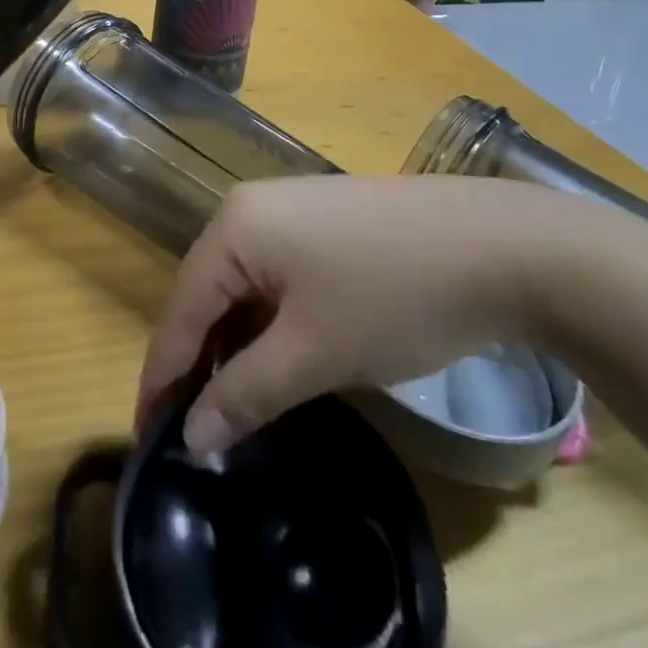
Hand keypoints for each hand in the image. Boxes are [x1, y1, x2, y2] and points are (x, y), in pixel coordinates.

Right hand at [136, 176, 571, 455]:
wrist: (498, 245)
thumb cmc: (392, 296)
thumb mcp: (314, 354)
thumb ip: (245, 394)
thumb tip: (191, 436)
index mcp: (234, 227)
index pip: (181, 310)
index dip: (163, 378)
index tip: (148, 441)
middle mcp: (251, 206)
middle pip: (207, 293)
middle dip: (199, 363)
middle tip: (195, 432)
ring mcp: (290, 207)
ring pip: (244, 286)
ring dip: (236, 345)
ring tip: (235, 406)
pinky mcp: (323, 220)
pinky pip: (276, 274)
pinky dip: (269, 321)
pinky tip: (279, 358)